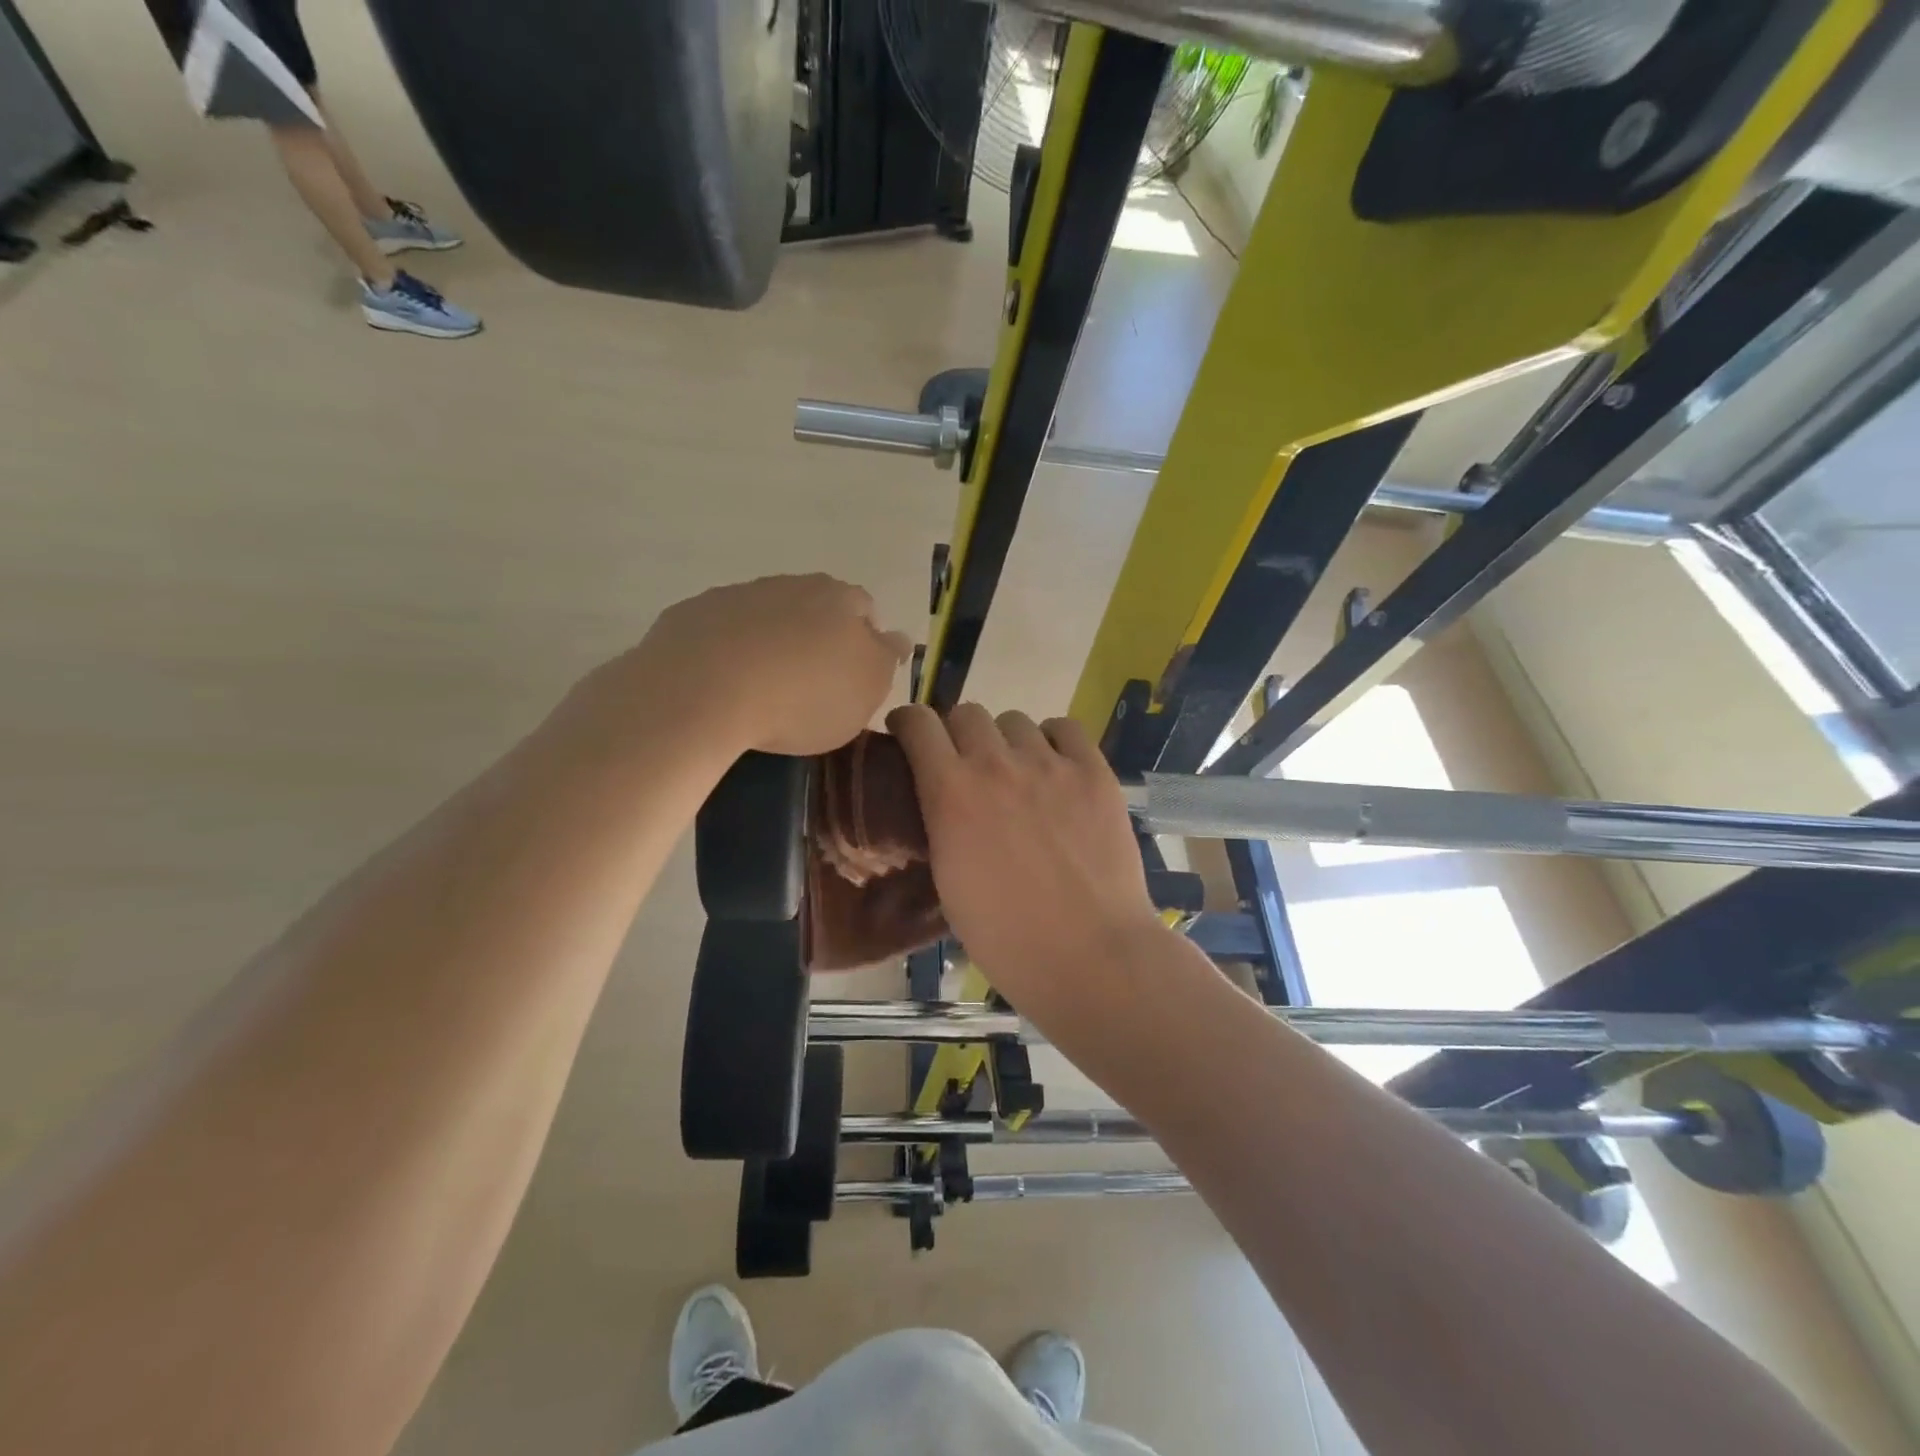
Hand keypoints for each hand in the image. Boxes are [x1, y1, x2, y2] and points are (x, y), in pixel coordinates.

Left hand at [609, 575, 910, 756]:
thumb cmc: (803, 696)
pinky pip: (720, 632)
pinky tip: (723, 685)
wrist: (704, 692)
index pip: (864, 608)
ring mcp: (736, 596)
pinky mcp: (690, 615)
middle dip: (816, 636)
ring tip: (764, 688)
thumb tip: (896, 638)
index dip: (864, 640)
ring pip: (765, 615)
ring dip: (771, 641)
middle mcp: (789, 585)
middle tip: (812, 682)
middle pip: (812, 607)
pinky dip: (727, 651)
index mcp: (838, 599)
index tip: (854, 676)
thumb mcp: (867, 688)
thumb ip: (886, 658)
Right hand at [887, 703, 1163, 1018]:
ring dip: (1005, 741)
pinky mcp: (1094, 772)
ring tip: (1017, 773)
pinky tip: (1055, 767)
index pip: (918, 723)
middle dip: (957, 734)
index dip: (908, 722)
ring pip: (1015, 720)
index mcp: (951, 792)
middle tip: (966, 765)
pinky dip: (1053, 741)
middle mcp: (996, 764)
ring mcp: (1050, 764)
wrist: (1088, 954)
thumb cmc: (1006, 937)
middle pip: (967, 713)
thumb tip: (942, 802)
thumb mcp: (948, 881)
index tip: (908, 734)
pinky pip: (1065, 729)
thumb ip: (941, 825)